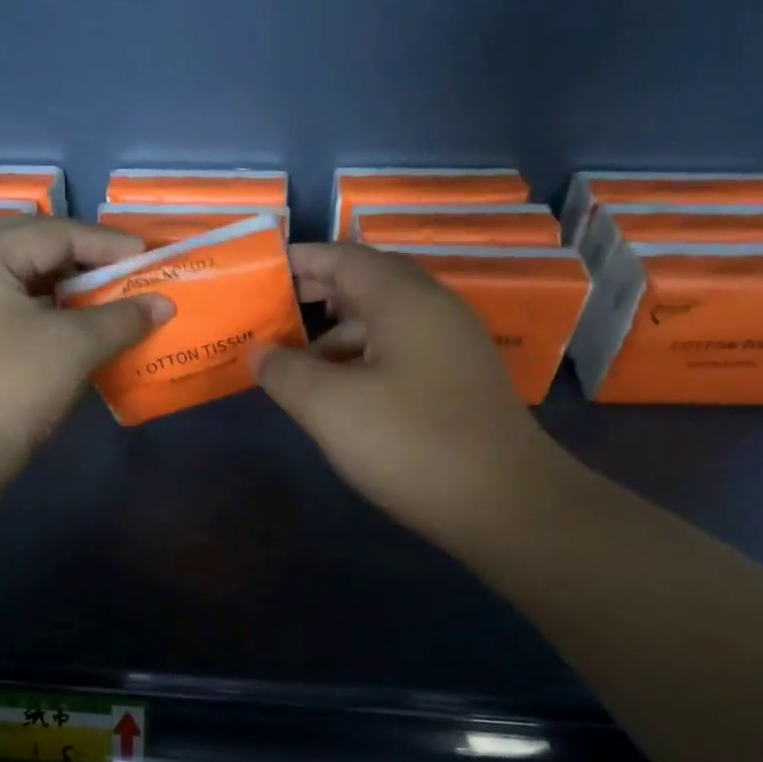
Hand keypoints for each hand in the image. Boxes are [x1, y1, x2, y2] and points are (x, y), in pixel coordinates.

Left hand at [0, 218, 172, 496]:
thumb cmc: (10, 388)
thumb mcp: (74, 347)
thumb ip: (122, 318)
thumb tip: (164, 303)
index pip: (55, 232)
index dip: (107, 244)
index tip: (149, 258)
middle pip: (30, 242)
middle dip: (79, 252)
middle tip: (118, 268)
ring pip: (18, 273)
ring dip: (61, 279)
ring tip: (100, 293)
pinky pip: (10, 302)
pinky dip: (45, 304)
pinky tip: (71, 321)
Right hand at [253, 243, 572, 558]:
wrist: (505, 503)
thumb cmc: (410, 442)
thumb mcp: (330, 407)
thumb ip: (285, 372)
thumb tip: (258, 352)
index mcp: (404, 300)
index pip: (344, 258)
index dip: (301, 260)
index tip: (262, 271)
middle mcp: (433, 309)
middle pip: (367, 283)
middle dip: (317, 295)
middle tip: (273, 314)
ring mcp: (452, 345)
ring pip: (384, 320)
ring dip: (337, 333)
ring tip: (296, 363)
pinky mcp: (458, 379)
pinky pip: (401, 349)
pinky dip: (363, 357)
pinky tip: (341, 391)